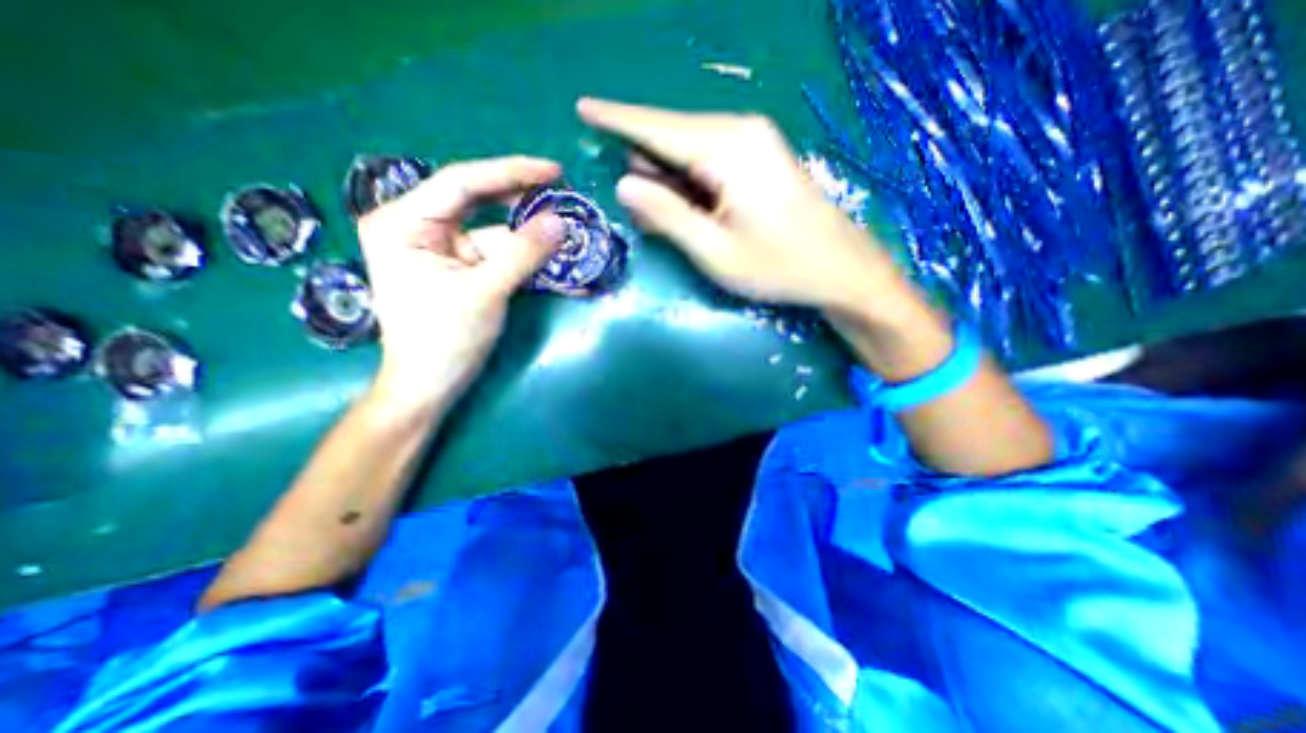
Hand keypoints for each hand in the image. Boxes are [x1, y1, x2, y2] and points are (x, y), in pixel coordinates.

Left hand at [356, 155, 567, 406]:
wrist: (431, 385)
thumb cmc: (445, 339)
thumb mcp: (486, 291)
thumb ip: (524, 254)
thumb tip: (561, 223)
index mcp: (404, 222)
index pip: (461, 183)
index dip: (510, 172)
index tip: (553, 170)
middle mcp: (418, 227)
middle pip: (477, 202)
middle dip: (521, 201)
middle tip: (562, 193)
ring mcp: (441, 249)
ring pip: (492, 231)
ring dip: (529, 235)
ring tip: (565, 229)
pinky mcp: (460, 269)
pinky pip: (497, 254)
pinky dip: (524, 257)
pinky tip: (551, 256)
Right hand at [576, 99, 909, 318]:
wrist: (841, 269)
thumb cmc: (778, 267)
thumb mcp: (714, 251)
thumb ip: (667, 216)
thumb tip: (624, 184)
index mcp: (727, 148)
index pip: (657, 127)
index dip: (617, 119)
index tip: (583, 108)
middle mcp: (739, 130)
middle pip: (672, 138)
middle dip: (646, 168)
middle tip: (638, 214)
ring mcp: (753, 141)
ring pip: (689, 150)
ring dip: (668, 181)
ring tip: (665, 221)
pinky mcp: (759, 157)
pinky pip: (709, 160)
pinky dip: (690, 183)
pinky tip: (689, 211)